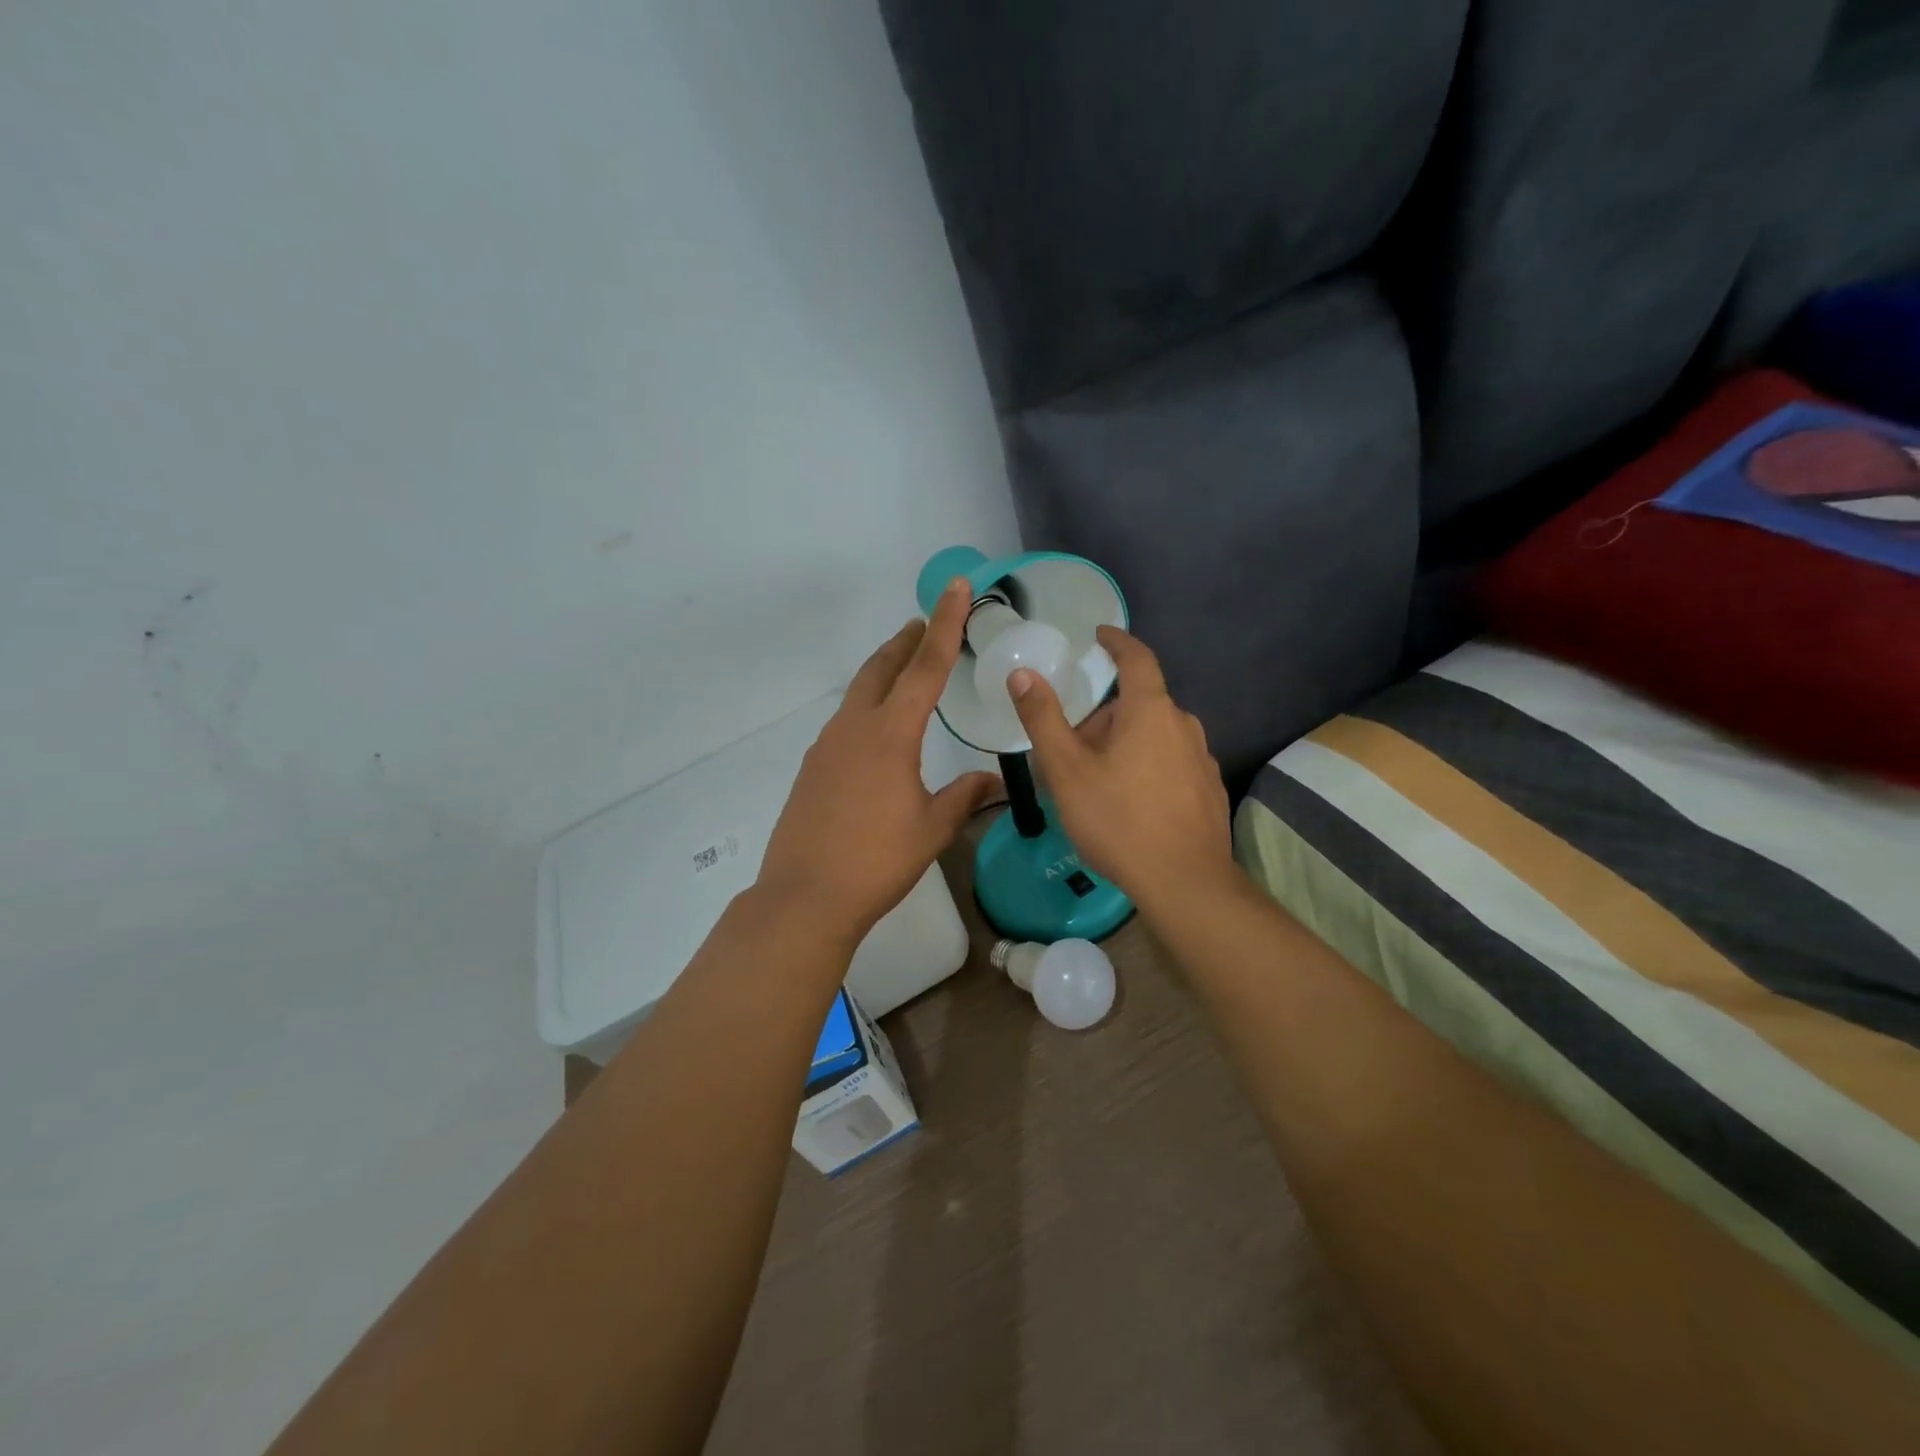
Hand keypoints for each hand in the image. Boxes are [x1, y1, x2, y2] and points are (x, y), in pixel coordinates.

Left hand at [756, 579, 1001, 948]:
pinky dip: (868, 705)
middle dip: (907, 640)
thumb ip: (964, 797)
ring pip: (860, 692)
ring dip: (885, 671)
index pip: (926, 667)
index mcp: (891, 734)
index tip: (957, 588)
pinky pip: (846, 721)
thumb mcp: (931, 829)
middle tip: (927, 622)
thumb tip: (994, 782)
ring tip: (905, 666)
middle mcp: (855, 728)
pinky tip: (878, 728)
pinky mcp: (813, 767)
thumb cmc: (877, 861)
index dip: (947, 625)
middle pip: (883, 668)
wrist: (805, 896)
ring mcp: (827, 746)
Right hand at [1010, 626, 1233, 911]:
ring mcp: (1202, 759)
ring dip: (1125, 743)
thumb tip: (1023, 674)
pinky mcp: (1209, 790)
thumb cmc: (1119, 820)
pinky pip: (1171, 762)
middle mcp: (1184, 725)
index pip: (1137, 658)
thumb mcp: (1067, 771)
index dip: (1117, 641)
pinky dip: (1146, 767)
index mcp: (1151, 711)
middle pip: (1140, 704)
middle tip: (1071, 745)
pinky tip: (1129, 803)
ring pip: (1155, 736)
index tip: (1100, 635)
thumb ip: (1043, 719)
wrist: (1185, 883)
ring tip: (1095, 779)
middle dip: (1105, 715)